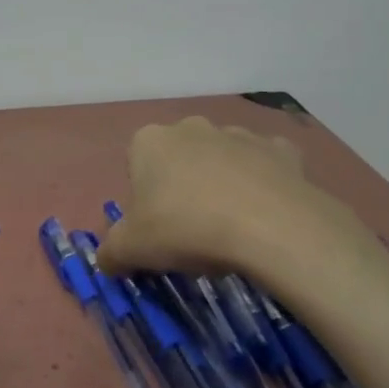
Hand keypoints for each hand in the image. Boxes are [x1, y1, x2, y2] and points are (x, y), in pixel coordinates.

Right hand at [95, 116, 374, 278]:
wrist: (269, 226)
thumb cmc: (185, 229)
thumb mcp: (131, 250)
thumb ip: (110, 252)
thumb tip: (107, 260)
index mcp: (149, 141)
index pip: (136, 165)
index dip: (142, 199)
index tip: (154, 229)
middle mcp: (192, 127)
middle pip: (179, 159)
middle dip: (181, 187)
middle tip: (189, 230)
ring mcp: (239, 134)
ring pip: (221, 160)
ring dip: (221, 184)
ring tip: (230, 227)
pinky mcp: (281, 150)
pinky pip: (264, 167)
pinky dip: (262, 184)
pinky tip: (264, 214)